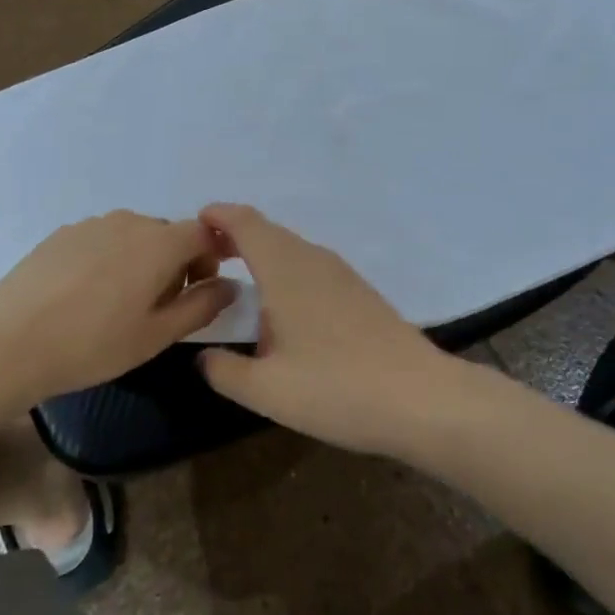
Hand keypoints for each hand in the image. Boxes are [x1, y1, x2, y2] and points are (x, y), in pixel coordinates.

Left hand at [0, 212, 235, 407]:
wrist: (8, 343)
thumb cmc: (92, 345)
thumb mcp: (156, 335)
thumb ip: (201, 306)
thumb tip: (230, 286)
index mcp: (159, 243)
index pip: (204, 233)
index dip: (212, 257)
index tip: (203, 289)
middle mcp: (129, 221)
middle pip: (168, 234)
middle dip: (177, 263)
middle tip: (162, 306)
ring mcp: (91, 224)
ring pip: (134, 236)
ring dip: (142, 260)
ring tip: (121, 302)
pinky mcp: (62, 233)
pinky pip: (102, 239)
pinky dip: (110, 258)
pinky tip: (87, 294)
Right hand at [195, 204, 453, 454]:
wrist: (421, 399)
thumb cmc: (336, 388)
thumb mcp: (267, 390)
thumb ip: (224, 371)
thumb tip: (202, 356)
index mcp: (284, 268)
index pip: (244, 222)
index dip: (217, 216)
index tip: (193, 227)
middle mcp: (312, 259)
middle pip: (267, 231)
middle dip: (234, 236)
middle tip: (206, 258)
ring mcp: (340, 273)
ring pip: (290, 248)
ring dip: (261, 253)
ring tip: (239, 280)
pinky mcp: (359, 291)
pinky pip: (310, 265)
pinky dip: (285, 270)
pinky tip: (283, 307)